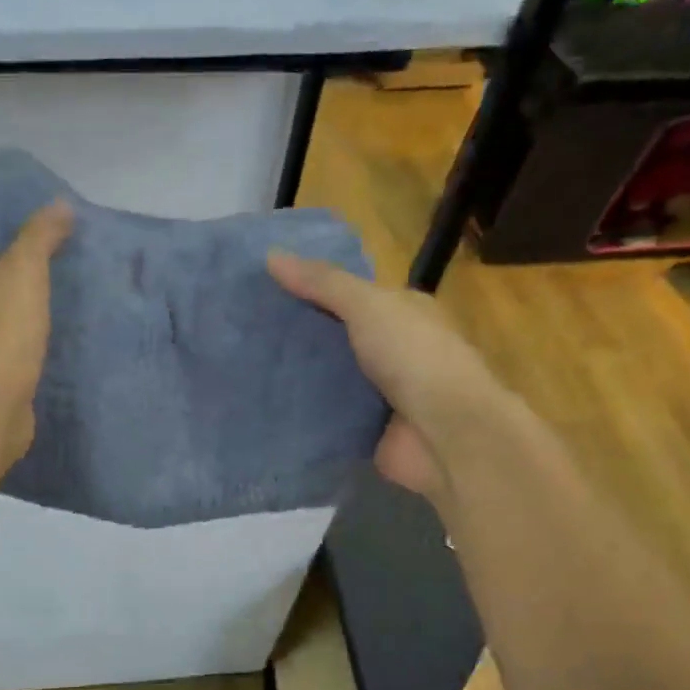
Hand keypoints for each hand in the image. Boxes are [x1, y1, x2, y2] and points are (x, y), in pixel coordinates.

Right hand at [268, 251, 503, 500]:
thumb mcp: (368, 306)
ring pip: (329, 377)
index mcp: (403, 312)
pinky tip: (266, 403)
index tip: (264, 289)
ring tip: (244, 365)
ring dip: (297, 375)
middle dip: (298, 334)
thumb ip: (323, 283)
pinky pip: (327, 415)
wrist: (445, 434)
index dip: (311, 289)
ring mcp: (380, 392)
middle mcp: (394, 349)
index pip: (351, 294)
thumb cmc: (414, 358)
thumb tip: (271, 255)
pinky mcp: (366, 429)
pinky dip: (303, 411)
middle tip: (247, 329)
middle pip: (337, 337)